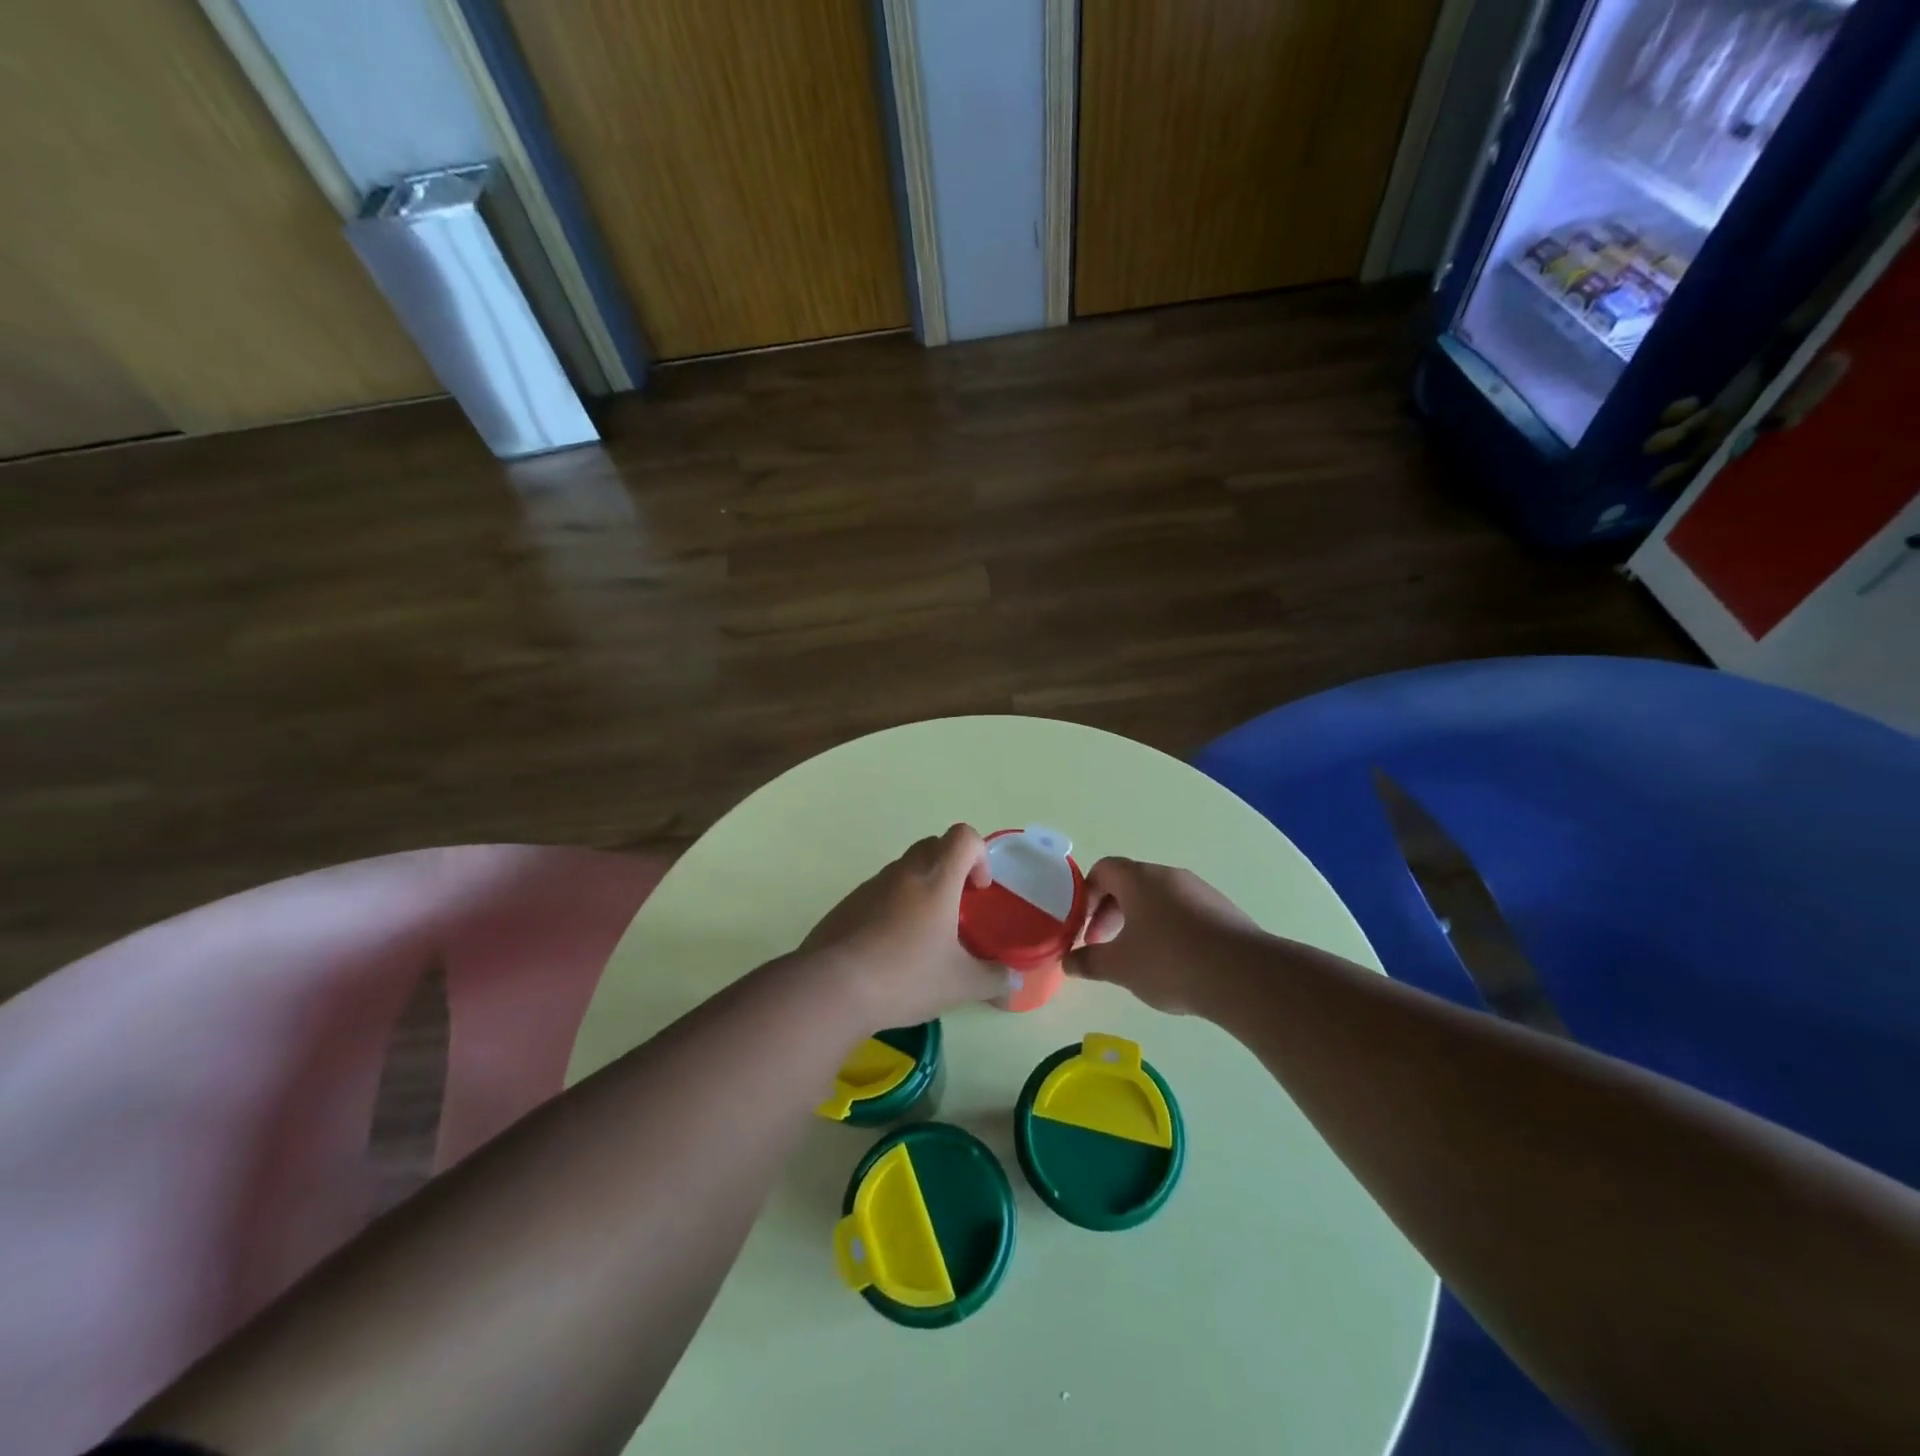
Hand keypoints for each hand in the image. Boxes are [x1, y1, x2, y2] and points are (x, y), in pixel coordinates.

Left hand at [801, 824, 1012, 1030]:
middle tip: (956, 907)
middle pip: (933, 845)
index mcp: (936, 880)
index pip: (963, 837)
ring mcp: (871, 885)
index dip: (979, 855)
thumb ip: (993, 979)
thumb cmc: (905, 977)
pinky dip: (893, 906)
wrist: (832, 988)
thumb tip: (1013, 980)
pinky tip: (890, 947)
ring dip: (921, 887)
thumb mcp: (960, 985)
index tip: (979, 889)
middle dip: (952, 867)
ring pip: (904, 868)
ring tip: (924, 933)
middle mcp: (904, 872)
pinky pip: (879, 891)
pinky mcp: (847, 903)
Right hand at [1068, 857, 1258, 1014]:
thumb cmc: (1169, 961)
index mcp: (1139, 878)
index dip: (1087, 894)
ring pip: (1159, 899)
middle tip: (1104, 945)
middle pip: (1131, 883)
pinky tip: (1175, 964)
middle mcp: (1169, 876)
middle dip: (1111, 912)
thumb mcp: (1119, 966)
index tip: (1083, 925)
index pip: (1103, 869)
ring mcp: (1200, 891)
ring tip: (1139, 958)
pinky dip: (1170, 930)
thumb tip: (1068, 962)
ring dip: (1141, 922)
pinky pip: (1185, 913)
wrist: (1243, 975)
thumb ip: (1089, 961)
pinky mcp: (1223, 911)